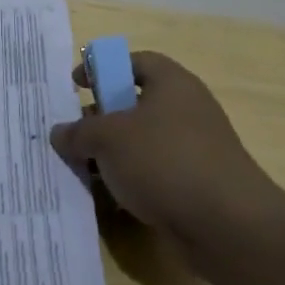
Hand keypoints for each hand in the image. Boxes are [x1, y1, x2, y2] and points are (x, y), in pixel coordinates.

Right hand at [50, 52, 284, 242]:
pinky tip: (108, 197)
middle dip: (100, 118)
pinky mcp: (194, 184)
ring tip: (80, 169)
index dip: (103, 68)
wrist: (225, 223)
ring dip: (111, 155)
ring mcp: (193, 149)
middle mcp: (186, 110)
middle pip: (135, 104)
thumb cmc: (164, 161)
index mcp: (172, 84)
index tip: (76, 86)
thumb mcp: (108, 139)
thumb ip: (78, 132)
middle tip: (72, 134)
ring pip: (141, 143)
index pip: (136, 61)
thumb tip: (60, 133)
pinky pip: (153, 173)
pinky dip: (129, 181)